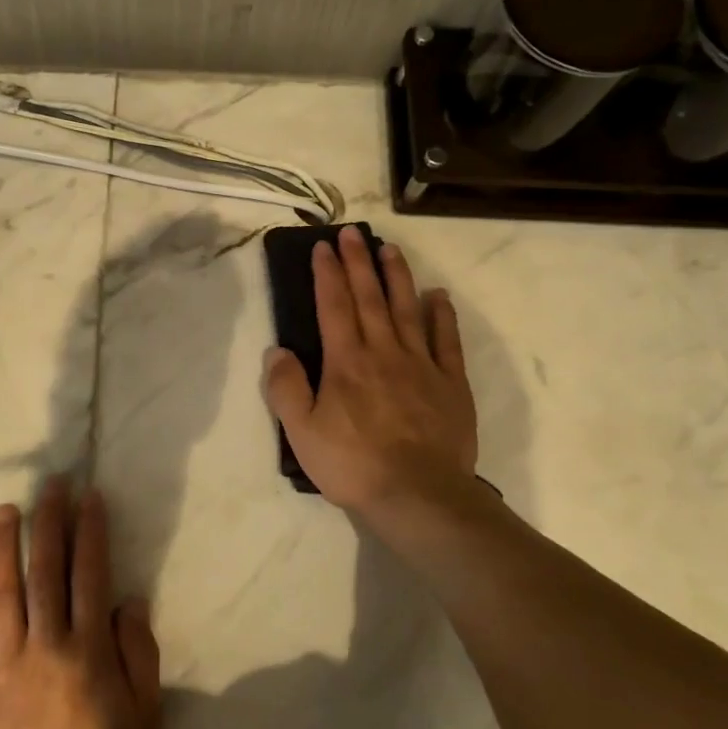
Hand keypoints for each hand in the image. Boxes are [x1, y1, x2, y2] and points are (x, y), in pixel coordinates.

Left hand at [0, 478, 161, 728]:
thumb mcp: (146, 721)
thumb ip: (139, 657)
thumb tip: (128, 602)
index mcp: (88, 649)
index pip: (90, 575)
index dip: (91, 532)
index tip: (89, 497)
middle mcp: (45, 644)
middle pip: (47, 571)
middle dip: (50, 523)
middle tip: (49, 485)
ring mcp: (3, 664)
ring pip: (2, 592)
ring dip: (3, 547)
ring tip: (4, 510)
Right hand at [262, 226, 478, 517]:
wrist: (418, 495)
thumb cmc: (353, 465)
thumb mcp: (302, 433)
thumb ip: (286, 389)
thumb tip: (277, 350)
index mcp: (346, 362)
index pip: (334, 306)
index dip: (328, 274)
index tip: (324, 246)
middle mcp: (384, 352)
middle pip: (370, 298)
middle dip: (359, 263)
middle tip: (354, 233)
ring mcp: (422, 365)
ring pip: (407, 310)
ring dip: (398, 277)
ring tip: (390, 249)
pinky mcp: (450, 384)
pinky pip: (446, 341)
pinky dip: (441, 315)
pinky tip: (438, 297)